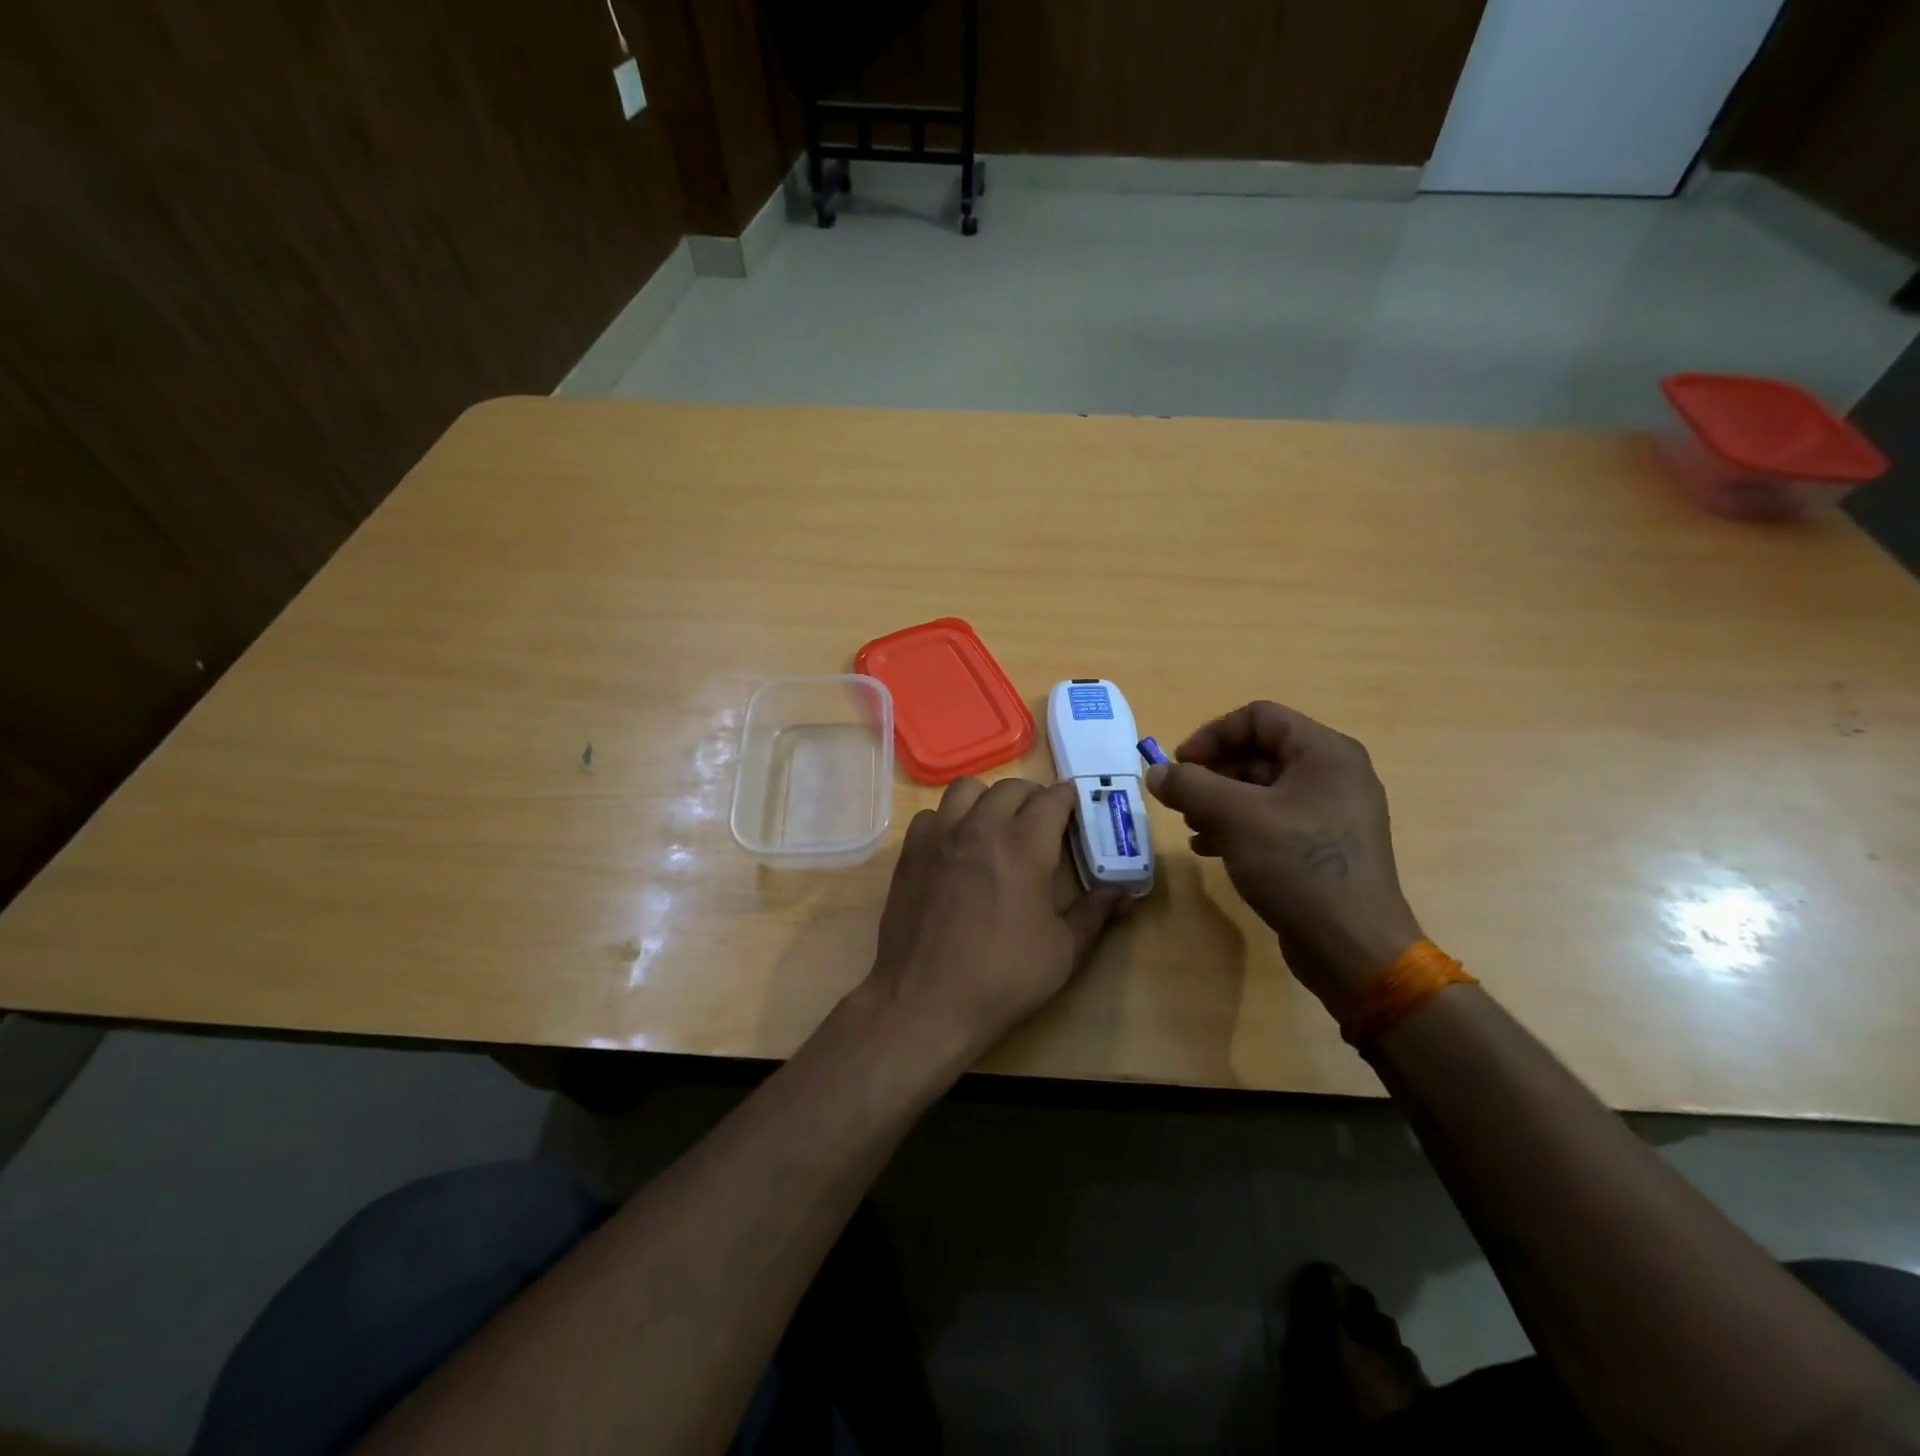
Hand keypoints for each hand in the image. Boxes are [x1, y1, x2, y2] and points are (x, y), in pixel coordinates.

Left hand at [866, 777, 1128, 1062]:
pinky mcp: (911, 851)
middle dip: (1033, 798)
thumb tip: (1123, 892)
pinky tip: (955, 847)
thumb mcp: (1063, 952)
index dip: (1070, 800)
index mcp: (1025, 845)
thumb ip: (1095, 913)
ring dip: (988, 799)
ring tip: (996, 826)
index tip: (1077, 813)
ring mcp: (940, 835)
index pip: (1053, 798)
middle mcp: (981, 827)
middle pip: (1012, 787)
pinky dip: (948, 819)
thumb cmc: (1002, 978)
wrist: (925, 1001)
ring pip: (966, 789)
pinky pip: (932, 814)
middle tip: (1042, 825)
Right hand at [1145, 702, 1422, 1009]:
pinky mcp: (1323, 846)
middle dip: (1212, 773)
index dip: (1212, 735)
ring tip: (1191, 826)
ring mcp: (1331, 812)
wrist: (1352, 947)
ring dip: (1219, 801)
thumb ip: (1190, 786)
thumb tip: (1156, 772)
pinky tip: (1210, 849)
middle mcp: (1334, 774)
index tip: (1180, 766)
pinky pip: (1273, 820)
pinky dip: (1238, 826)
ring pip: (1262, 789)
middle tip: (1180, 799)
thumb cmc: (1298, 866)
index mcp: (1325, 752)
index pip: (1258, 717)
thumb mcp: (1235, 818)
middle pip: (1259, 752)